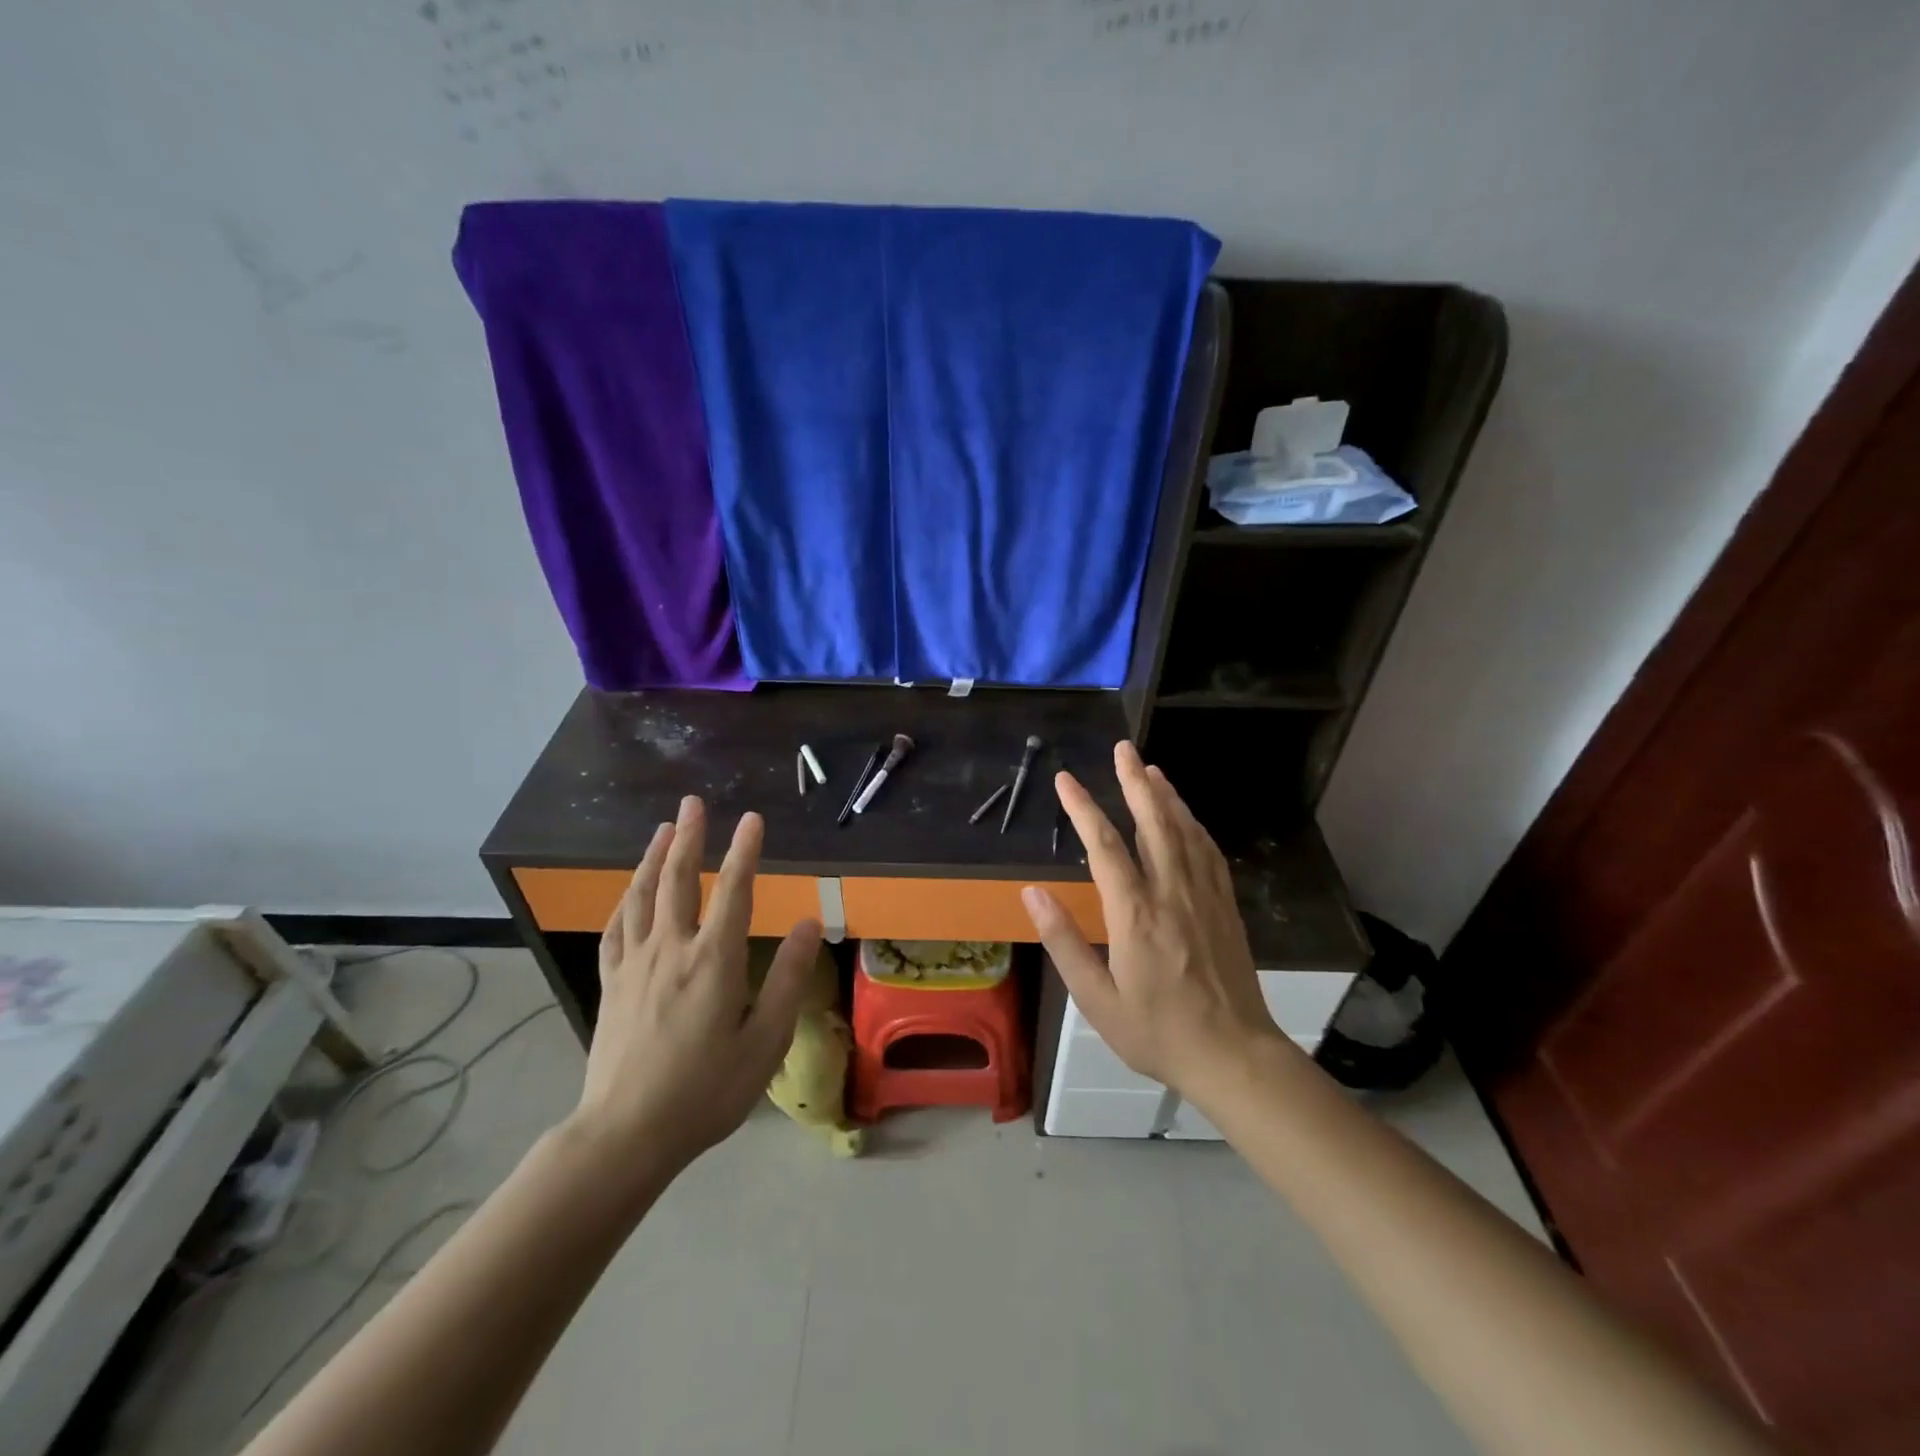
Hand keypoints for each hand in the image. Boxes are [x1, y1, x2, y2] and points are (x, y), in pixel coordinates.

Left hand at [572, 796, 822, 1178]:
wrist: (626, 1135)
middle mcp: (671, 950)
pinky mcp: (611, 984)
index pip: (733, 891)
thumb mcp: (765, 1040)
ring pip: (642, 896)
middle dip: (689, 837)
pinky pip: (616, 929)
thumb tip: (808, 924)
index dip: (745, 851)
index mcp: (713, 961)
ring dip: (653, 857)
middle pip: (678, 880)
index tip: (752, 818)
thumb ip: (788, 978)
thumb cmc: (707, 1091)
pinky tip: (628, 891)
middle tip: (692, 802)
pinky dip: (624, 900)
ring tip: (662, 829)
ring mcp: (635, 965)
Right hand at [1021, 741, 1283, 1091]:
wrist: (1232, 1055)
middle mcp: (1172, 893)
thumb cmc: (1156, 1031)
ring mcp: (1204, 897)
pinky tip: (1186, 816)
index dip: (1083, 808)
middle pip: (1153, 823)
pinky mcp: (1225, 906)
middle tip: (1123, 748)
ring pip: (1184, 831)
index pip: (1105, 846)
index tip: (1066, 779)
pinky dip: (1194, 825)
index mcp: (1135, 914)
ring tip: (1150, 768)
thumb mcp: (1096, 998)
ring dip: (1166, 795)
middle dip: (1134, 781)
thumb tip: (1032, 893)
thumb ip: (1063, 941)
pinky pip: (1208, 852)